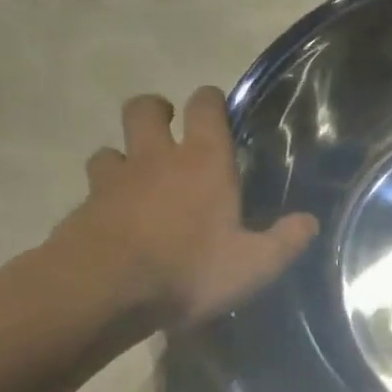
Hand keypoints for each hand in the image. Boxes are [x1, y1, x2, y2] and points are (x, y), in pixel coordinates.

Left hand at [53, 87, 317, 329]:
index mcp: (203, 162)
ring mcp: (113, 181)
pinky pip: (92, 190)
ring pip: (110, 149)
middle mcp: (156, 159)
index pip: (204, 107)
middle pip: (144, 109)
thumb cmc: (190, 270)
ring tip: (137, 178)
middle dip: (156, 110)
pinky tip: (115, 221)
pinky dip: (104, 197)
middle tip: (168, 127)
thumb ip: (284, 241)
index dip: (210, 100)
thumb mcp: (254, 264)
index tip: (215, 106)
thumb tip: (310, 221)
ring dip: (124, 156)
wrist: (104, 291)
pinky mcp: (82, 208)